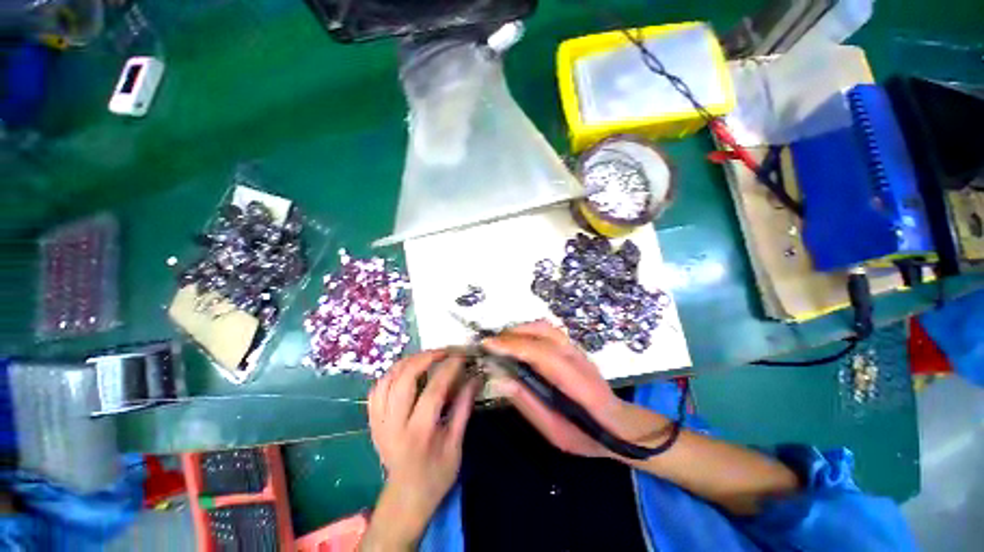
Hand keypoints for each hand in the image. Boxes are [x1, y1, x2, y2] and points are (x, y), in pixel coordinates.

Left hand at [362, 350, 479, 550]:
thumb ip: (464, 407)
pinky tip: (405, 370)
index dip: (449, 368)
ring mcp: (379, 422)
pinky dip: (391, 374)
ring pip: (387, 380)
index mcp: (419, 434)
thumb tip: (475, 378)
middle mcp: (394, 425)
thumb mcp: (456, 444)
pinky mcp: (373, 422)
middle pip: (404, 379)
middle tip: (443, 351)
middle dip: (425, 358)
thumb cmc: (436, 474)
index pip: (433, 390)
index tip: (462, 356)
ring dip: (407, 362)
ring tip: (426, 356)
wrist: (405, 498)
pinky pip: (376, 389)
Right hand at [483, 320, 635, 457]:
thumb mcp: (555, 432)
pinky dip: (528, 330)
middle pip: (542, 331)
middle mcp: (577, 357)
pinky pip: (547, 330)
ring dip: (519, 329)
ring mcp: (576, 349)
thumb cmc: (587, 435)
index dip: (513, 346)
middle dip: (512, 334)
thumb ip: (528, 403)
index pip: (541, 353)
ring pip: (545, 327)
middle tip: (490, 345)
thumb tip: (500, 378)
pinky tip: (517, 342)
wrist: (619, 425)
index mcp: (576, 382)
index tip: (487, 345)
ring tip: (501, 342)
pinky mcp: (573, 347)